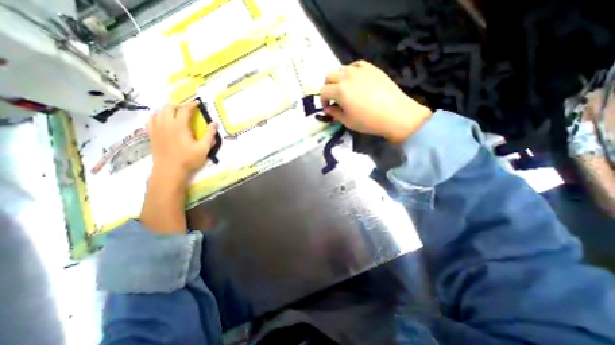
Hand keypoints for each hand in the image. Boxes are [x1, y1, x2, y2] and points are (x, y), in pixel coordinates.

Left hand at [147, 100, 217, 183]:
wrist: (169, 171)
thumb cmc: (188, 160)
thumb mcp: (204, 148)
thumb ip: (209, 134)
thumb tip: (214, 123)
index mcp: (179, 126)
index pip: (184, 109)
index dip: (191, 105)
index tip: (198, 103)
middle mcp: (165, 124)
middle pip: (168, 107)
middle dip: (179, 105)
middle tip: (188, 109)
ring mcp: (156, 129)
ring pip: (158, 111)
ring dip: (168, 109)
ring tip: (176, 113)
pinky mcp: (151, 135)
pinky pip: (151, 119)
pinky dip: (158, 115)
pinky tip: (163, 120)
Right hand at [322, 61, 431, 142]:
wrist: (394, 114)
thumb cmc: (368, 121)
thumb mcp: (347, 121)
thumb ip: (334, 113)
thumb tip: (327, 108)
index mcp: (339, 91)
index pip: (323, 91)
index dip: (323, 100)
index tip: (327, 106)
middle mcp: (346, 77)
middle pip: (329, 76)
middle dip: (328, 87)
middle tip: (333, 97)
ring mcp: (360, 70)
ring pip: (341, 69)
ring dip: (338, 79)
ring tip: (345, 89)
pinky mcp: (371, 68)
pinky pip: (356, 65)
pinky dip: (351, 71)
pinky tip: (355, 80)